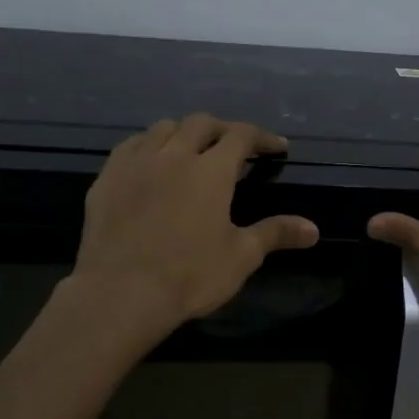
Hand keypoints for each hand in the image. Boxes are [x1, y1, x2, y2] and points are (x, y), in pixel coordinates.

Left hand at [67, 114, 319, 345]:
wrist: (121, 294)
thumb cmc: (189, 275)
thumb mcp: (241, 257)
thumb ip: (276, 234)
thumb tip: (313, 229)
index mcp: (211, 170)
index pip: (241, 136)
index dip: (262, 137)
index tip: (276, 147)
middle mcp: (174, 155)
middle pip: (201, 123)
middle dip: (222, 129)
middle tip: (234, 146)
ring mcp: (135, 163)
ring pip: (162, 128)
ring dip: (183, 132)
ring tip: (191, 149)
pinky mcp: (106, 178)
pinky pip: (130, 146)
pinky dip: (148, 145)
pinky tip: (151, 162)